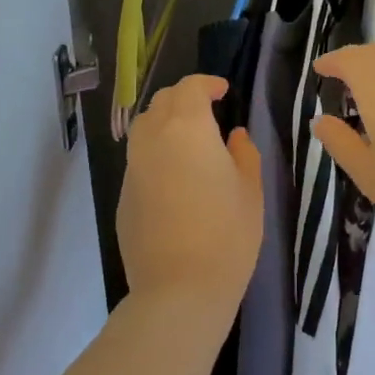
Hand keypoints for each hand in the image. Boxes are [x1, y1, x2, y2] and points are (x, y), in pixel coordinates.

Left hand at [116, 76, 262, 323]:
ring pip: (144, 128)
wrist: (179, 290)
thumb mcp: (251, 190)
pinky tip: (175, 178)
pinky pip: (139, 159)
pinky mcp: (123, 196)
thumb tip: (233, 136)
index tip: (223, 92)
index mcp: (187, 128)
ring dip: (165, 123)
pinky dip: (155, 153)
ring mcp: (133, 168)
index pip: (189, 88)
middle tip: (208, 112)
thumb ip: (243, 154)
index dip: (207, 84)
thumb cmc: (226, 234)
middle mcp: (152, 139)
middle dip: (184, 99)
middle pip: (161, 102)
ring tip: (188, 140)